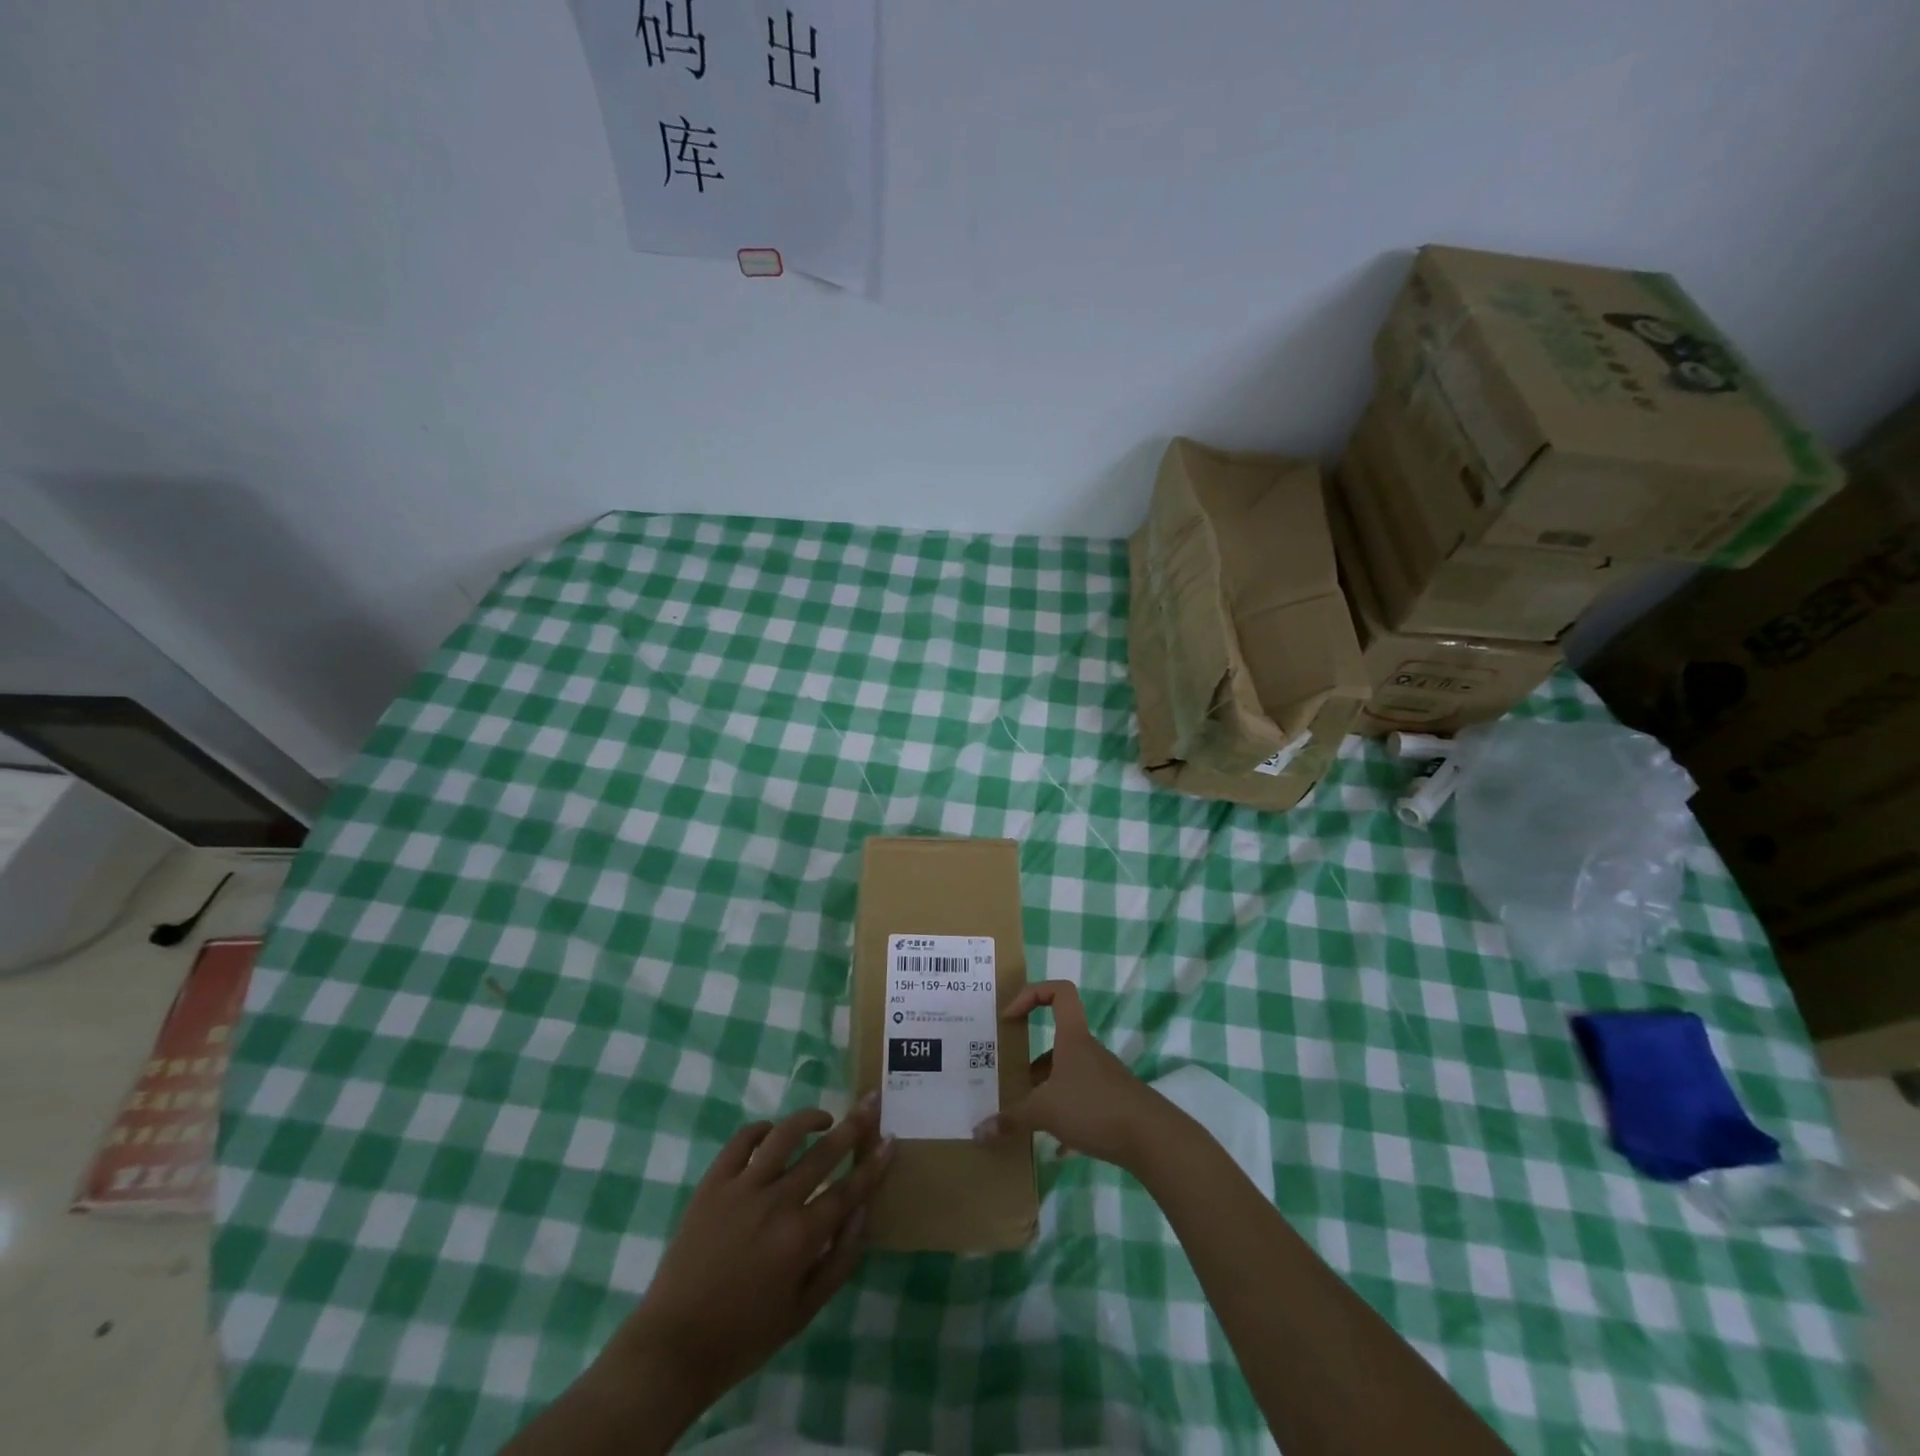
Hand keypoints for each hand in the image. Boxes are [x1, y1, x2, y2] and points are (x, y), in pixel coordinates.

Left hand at [611, 1098, 895, 1408]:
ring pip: (783, 1135)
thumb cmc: (745, 1335)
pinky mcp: (712, 1183)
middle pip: (823, 1152)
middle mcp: (776, 1203)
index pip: (849, 1189)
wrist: (674, 1345)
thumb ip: (840, 1259)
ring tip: (824, 1117)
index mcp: (801, 1237)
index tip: (890, 1138)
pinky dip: (760, 1130)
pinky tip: (771, 1133)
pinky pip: (741, 1141)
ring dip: (809, 1118)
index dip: (874, 1163)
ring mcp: (741, 1188)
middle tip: (871, 1101)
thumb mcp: (804, 1311)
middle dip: (854, 1125)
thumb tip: (864, 1211)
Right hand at [972, 981, 1168, 1169]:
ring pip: (1067, 1072)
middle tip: (1010, 1076)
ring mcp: (1102, 1076)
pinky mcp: (1112, 1102)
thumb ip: (1011, 1119)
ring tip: (1026, 1114)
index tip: (1011, 1017)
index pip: (1059, 992)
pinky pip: (1081, 1101)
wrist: (1151, 1138)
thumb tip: (978, 1131)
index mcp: (1072, 1037)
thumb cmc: (1094, 1107)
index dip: (1032, 994)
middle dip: (1032, 1059)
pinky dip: (1065, 1117)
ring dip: (1046, 1088)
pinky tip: (1055, 1146)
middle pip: (1057, 1039)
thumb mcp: (1045, 1112)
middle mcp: (1087, 1050)